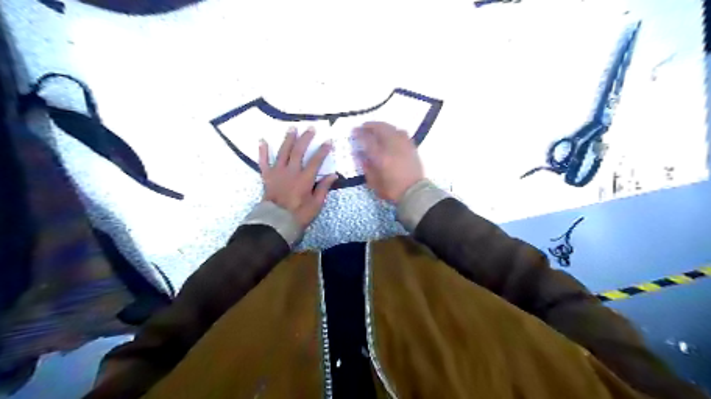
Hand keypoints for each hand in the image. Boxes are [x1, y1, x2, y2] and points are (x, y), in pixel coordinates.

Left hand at [261, 126, 337, 226]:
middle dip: (305, 138)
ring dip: (288, 139)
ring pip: (283, 152)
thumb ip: (324, 188)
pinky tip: (262, 140)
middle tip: (310, 128)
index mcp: (305, 179)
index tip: (328, 141)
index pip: (316, 160)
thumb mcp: (316, 204)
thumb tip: (333, 175)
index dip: (323, 150)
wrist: (276, 222)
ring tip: (292, 128)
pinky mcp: (267, 176)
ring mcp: (277, 172)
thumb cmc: (299, 215)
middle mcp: (291, 171)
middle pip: (298, 151)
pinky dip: (262, 151)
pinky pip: (263, 162)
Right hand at [354, 122, 420, 202]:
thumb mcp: (374, 183)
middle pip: (380, 129)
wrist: (414, 192)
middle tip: (364, 126)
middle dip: (371, 126)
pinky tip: (392, 134)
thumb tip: (361, 155)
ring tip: (377, 128)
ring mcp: (403, 145)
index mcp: (380, 157)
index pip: (367, 140)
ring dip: (383, 126)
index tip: (354, 130)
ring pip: (392, 128)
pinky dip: (394, 130)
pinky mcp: (411, 147)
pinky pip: (402, 133)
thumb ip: (366, 168)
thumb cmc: (392, 190)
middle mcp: (392, 147)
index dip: (360, 133)